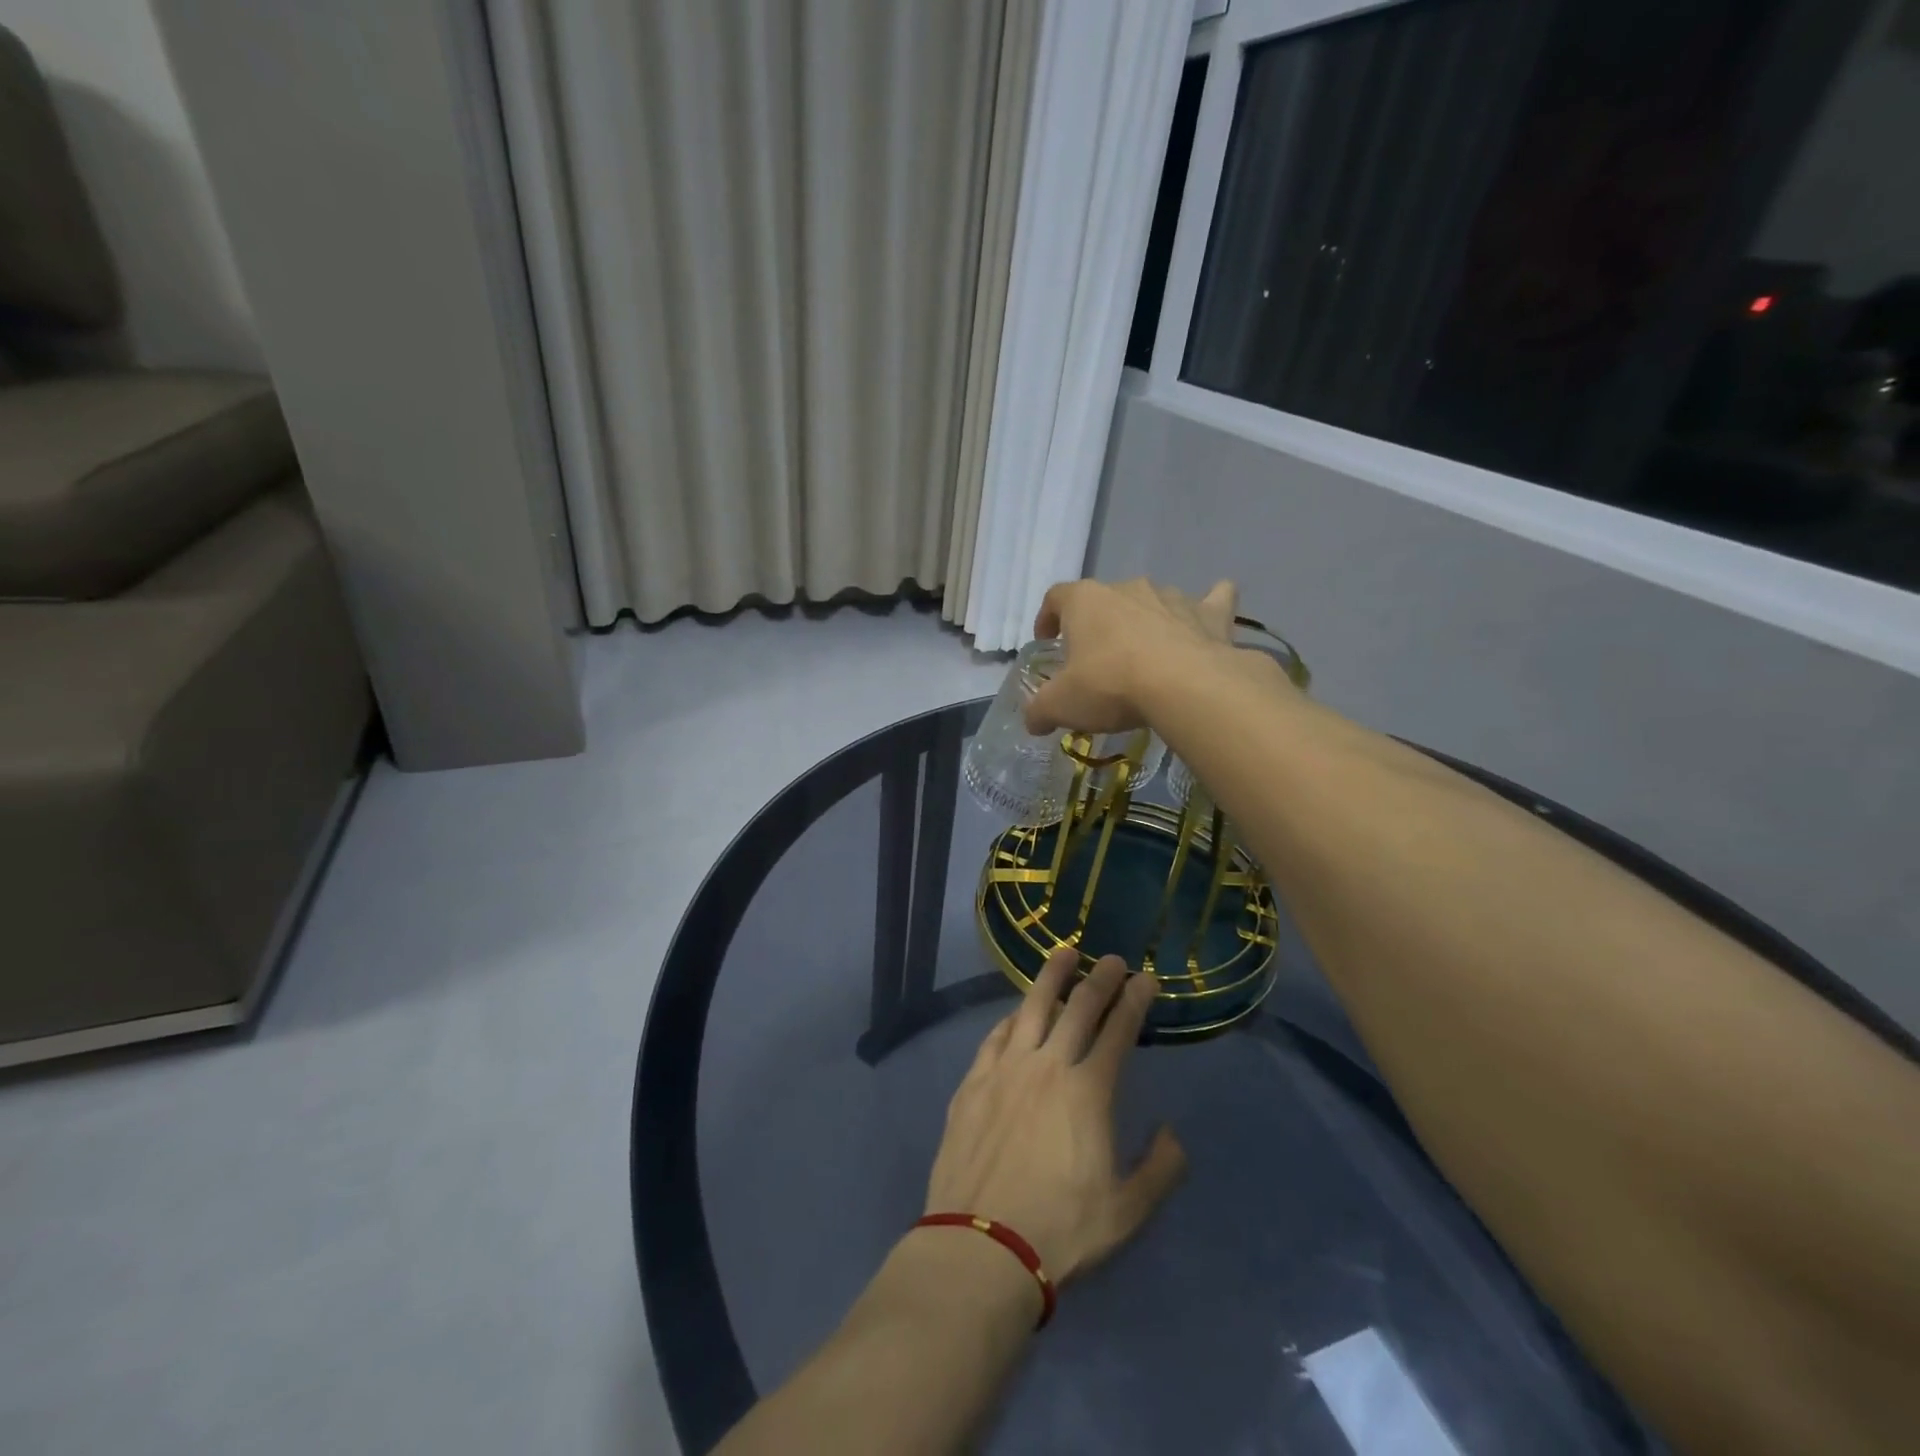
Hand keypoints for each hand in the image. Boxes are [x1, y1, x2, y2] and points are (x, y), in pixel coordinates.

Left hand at [924, 947, 1186, 1285]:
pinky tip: (1017, 1013)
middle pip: (1077, 1008)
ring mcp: (1005, 1070)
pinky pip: (996, 1036)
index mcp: (1088, 1092)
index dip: (1134, 1000)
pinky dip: (1012, 1017)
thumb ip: (1160, 1169)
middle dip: (1099, 978)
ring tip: (1064, 954)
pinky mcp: (973, 1082)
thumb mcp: (1127, 1213)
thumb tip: (1170, 1132)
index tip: (1146, 979)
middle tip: (1112, 958)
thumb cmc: (1060, 1230)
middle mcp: (1047, 1067)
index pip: (1118, 1031)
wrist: (981, 1246)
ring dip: (1051, 977)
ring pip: (1031, 1008)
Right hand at [1025, 577, 1240, 735]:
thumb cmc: (1110, 685)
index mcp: (1085, 601)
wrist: (1184, 686)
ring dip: (1146, 620)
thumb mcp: (1061, 705)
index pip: (1056, 597)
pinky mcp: (1210, 614)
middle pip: (1105, 600)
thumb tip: (1032, 720)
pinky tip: (1208, 618)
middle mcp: (1127, 588)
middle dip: (1099, 625)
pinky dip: (1209, 606)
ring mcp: (1171, 597)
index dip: (1047, 617)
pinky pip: (1212, 600)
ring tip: (1145, 655)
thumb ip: (1040, 710)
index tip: (1047, 638)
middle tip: (1097, 659)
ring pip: (1153, 601)